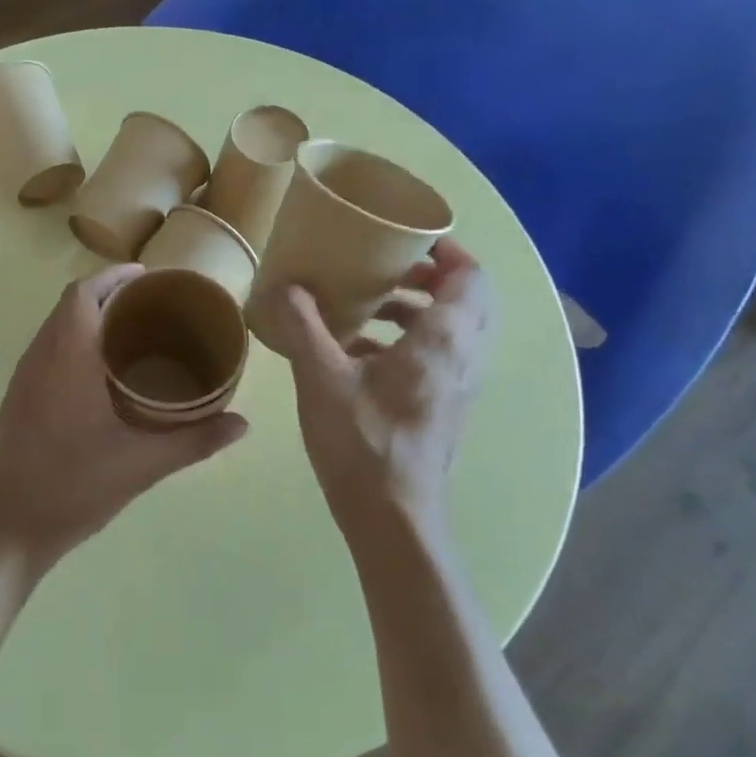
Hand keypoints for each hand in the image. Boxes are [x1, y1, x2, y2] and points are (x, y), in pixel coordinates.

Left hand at [0, 266, 248, 575]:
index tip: (147, 277)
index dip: (113, 277)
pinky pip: (46, 351)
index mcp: (66, 358)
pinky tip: (100, 372)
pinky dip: (72, 342)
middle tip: (149, 305)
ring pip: (54, 328)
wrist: (10, 527)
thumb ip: (194, 441)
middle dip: (106, 294)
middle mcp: (39, 358)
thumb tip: (242, 423)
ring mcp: (22, 379)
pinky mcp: (16, 399)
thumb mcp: (142, 465)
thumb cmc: (75, 488)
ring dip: (87, 318)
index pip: (83, 294)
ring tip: (130, 332)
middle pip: (69, 305)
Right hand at [266, 239, 491, 552]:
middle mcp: (463, 357)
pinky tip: (358, 353)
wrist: (392, 517)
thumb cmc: (362, 441)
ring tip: (368, 306)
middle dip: (430, 277)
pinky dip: (410, 341)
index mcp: (444, 339)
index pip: (471, 276)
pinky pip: (439, 357)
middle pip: (467, 299)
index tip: (407, 239)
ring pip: (453, 330)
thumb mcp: (321, 377)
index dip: (447, 250)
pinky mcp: (444, 409)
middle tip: (386, 267)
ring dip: (417, 310)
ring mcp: (458, 387)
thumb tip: (284, 286)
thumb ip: (303, 326)